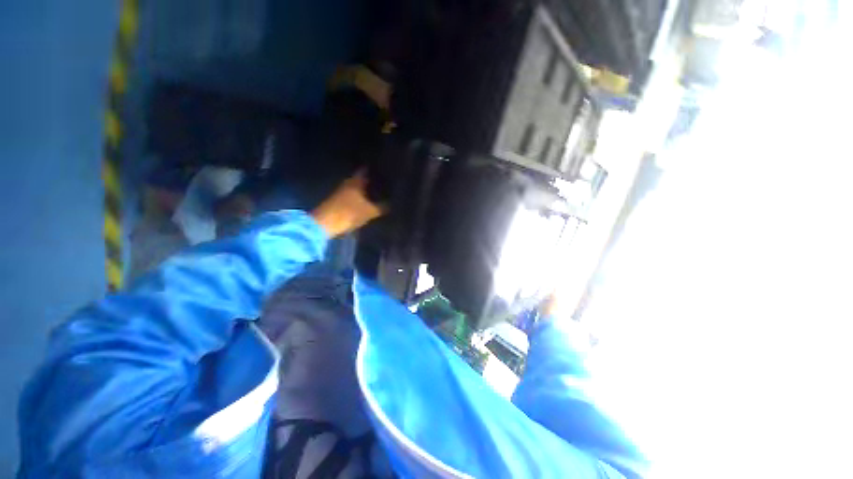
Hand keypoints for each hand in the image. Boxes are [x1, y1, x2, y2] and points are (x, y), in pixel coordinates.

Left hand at [311, 171, 383, 236]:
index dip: (377, 169)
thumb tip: (394, 203)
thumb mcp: (370, 211)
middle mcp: (349, 182)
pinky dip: (363, 195)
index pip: (367, 169)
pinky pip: (356, 194)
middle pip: (364, 178)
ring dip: (368, 189)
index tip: (387, 169)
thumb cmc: (348, 213)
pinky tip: (371, 200)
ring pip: (359, 186)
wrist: (325, 223)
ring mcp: (343, 191)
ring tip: (382, 191)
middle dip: (374, 180)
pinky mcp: (341, 199)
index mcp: (356, 180)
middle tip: (388, 182)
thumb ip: (383, 207)